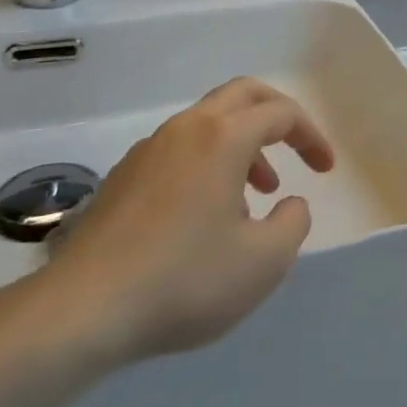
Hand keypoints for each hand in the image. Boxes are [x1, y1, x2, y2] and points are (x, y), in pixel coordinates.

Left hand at [28, 77, 335, 368]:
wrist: (81, 311)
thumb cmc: (184, 280)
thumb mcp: (264, 262)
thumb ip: (293, 223)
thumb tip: (288, 202)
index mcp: (223, 137)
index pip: (280, 113)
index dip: (310, 135)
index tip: (325, 170)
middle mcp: (185, 129)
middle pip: (242, 94)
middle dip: (277, 116)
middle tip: (295, 150)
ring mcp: (148, 150)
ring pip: (208, 122)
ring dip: (241, 144)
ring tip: (254, 195)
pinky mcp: (122, 177)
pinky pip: (179, 149)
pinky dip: (208, 162)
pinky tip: (205, 215)